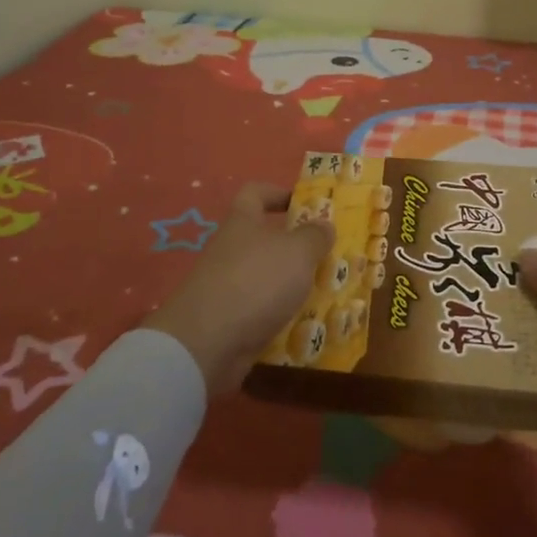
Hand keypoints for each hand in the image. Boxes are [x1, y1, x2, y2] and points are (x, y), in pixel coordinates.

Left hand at [143, 183, 333, 395]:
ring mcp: (226, 286)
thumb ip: (314, 236)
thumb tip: (324, 224)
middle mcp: (231, 250)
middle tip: (330, 255)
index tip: (306, 203)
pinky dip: (283, 316)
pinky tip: (307, 325)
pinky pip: (262, 311)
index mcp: (242, 222)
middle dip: (297, 246)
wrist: (206, 343)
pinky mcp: (228, 320)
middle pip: (265, 238)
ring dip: (294, 284)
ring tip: (328, 293)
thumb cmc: (256, 282)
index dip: (279, 192)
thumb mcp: (297, 252)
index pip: (256, 192)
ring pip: (267, 277)